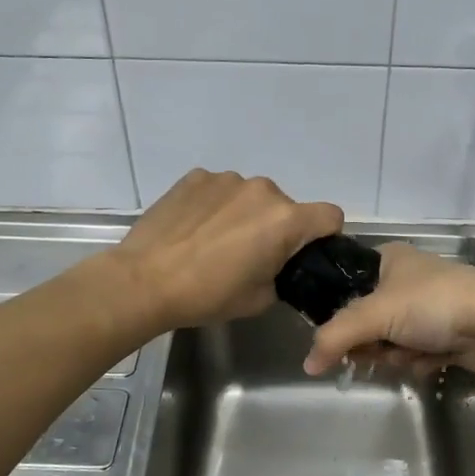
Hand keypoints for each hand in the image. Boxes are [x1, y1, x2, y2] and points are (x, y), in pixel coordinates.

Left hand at [108, 169, 343, 330]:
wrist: (144, 281)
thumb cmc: (208, 295)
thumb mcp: (260, 298)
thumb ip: (282, 275)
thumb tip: (278, 265)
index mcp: (286, 219)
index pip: (330, 216)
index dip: (323, 235)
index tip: (302, 253)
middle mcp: (263, 189)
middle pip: (286, 206)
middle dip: (276, 227)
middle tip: (250, 256)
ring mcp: (226, 179)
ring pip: (251, 196)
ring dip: (244, 214)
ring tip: (215, 241)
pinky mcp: (195, 176)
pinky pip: (220, 189)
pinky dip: (215, 205)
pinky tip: (194, 228)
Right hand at [302, 243, 474, 376]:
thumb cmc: (433, 304)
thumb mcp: (376, 314)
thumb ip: (336, 337)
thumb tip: (307, 364)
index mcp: (387, 259)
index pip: (344, 285)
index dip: (337, 313)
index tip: (336, 336)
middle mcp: (404, 280)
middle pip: (365, 320)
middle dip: (372, 342)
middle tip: (377, 349)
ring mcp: (425, 308)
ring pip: (388, 341)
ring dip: (395, 354)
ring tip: (412, 352)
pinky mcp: (443, 334)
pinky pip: (413, 353)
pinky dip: (418, 361)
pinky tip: (432, 360)